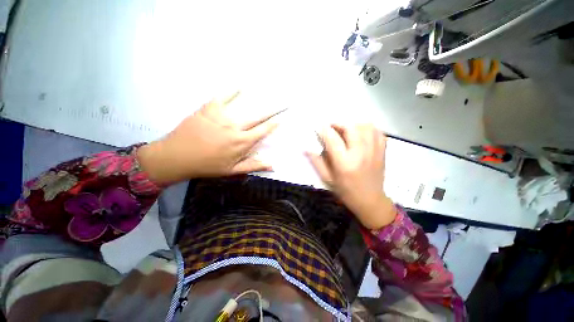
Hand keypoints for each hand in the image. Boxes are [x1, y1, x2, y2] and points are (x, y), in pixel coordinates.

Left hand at [138, 92, 278, 184]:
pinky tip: (239, 85)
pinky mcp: (208, 109)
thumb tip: (272, 165)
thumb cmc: (207, 165)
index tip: (281, 118)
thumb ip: (253, 165)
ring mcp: (221, 116)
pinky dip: (231, 90)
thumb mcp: (232, 170)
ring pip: (243, 106)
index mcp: (242, 142)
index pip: (263, 130)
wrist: (177, 157)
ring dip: (257, 99)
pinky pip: (222, 97)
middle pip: (258, 116)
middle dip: (272, 110)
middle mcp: (235, 127)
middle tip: (282, 102)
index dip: (273, 124)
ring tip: (267, 92)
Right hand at [306, 124, 395, 228]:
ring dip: (353, 124)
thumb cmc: (345, 191)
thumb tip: (305, 148)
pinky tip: (360, 133)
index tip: (318, 127)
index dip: (324, 130)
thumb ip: (316, 161)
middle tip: (331, 128)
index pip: (332, 139)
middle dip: (338, 123)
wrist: (370, 200)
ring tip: (345, 130)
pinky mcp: (382, 151)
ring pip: (365, 126)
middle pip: (350, 128)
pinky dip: (367, 128)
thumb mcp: (327, 178)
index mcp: (344, 163)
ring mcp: (374, 151)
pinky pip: (377, 131)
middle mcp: (360, 154)